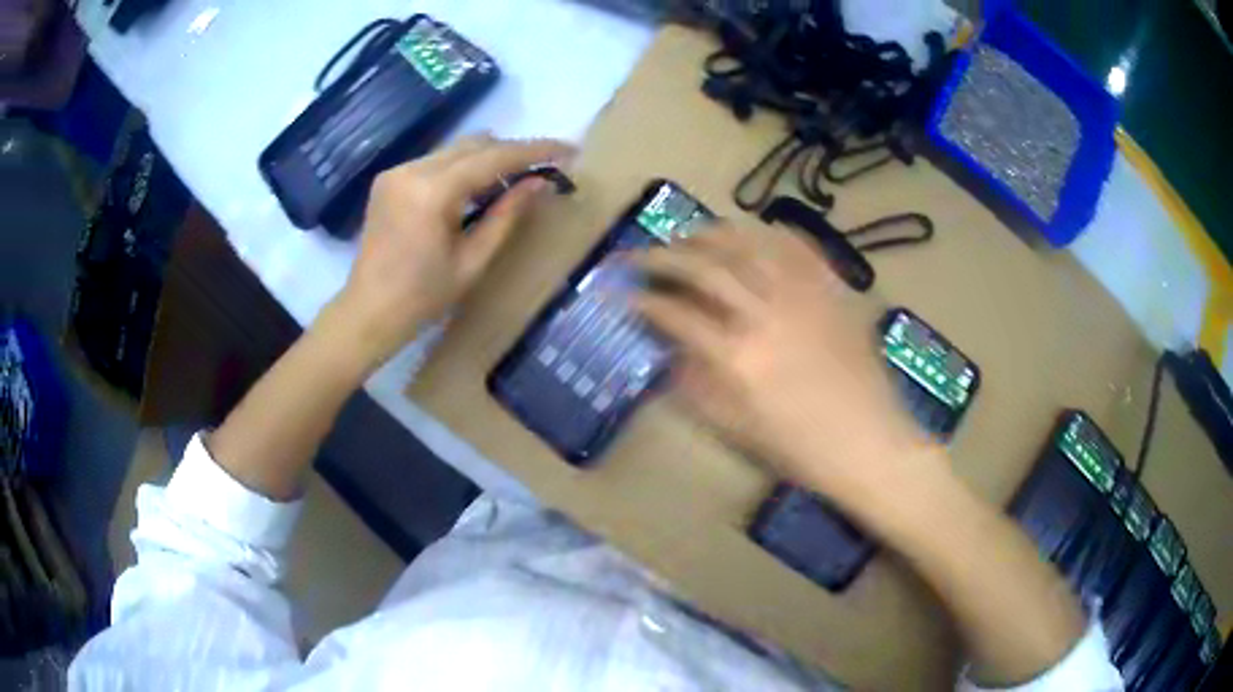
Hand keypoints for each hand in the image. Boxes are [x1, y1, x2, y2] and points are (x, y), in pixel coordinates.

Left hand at [322, 136, 573, 369]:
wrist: (367, 312)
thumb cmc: (423, 298)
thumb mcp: (472, 261)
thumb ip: (507, 215)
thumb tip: (540, 182)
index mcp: (432, 192)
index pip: (493, 157)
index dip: (534, 150)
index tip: (568, 151)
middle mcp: (412, 169)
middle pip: (475, 144)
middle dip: (512, 153)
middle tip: (542, 171)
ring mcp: (397, 171)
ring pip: (456, 149)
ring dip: (487, 159)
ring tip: (512, 182)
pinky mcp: (390, 179)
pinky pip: (437, 161)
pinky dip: (462, 168)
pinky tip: (474, 191)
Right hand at [633, 223, 931, 498]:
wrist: (869, 444)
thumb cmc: (801, 450)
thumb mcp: (736, 430)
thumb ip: (696, 385)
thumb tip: (670, 349)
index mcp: (738, 357)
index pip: (676, 314)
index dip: (644, 302)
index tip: (626, 296)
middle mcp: (765, 314)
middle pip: (703, 268)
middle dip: (661, 257)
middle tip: (640, 256)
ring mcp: (803, 296)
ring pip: (746, 245)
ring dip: (708, 235)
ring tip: (688, 236)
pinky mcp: (832, 290)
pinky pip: (797, 247)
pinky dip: (768, 233)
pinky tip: (751, 233)